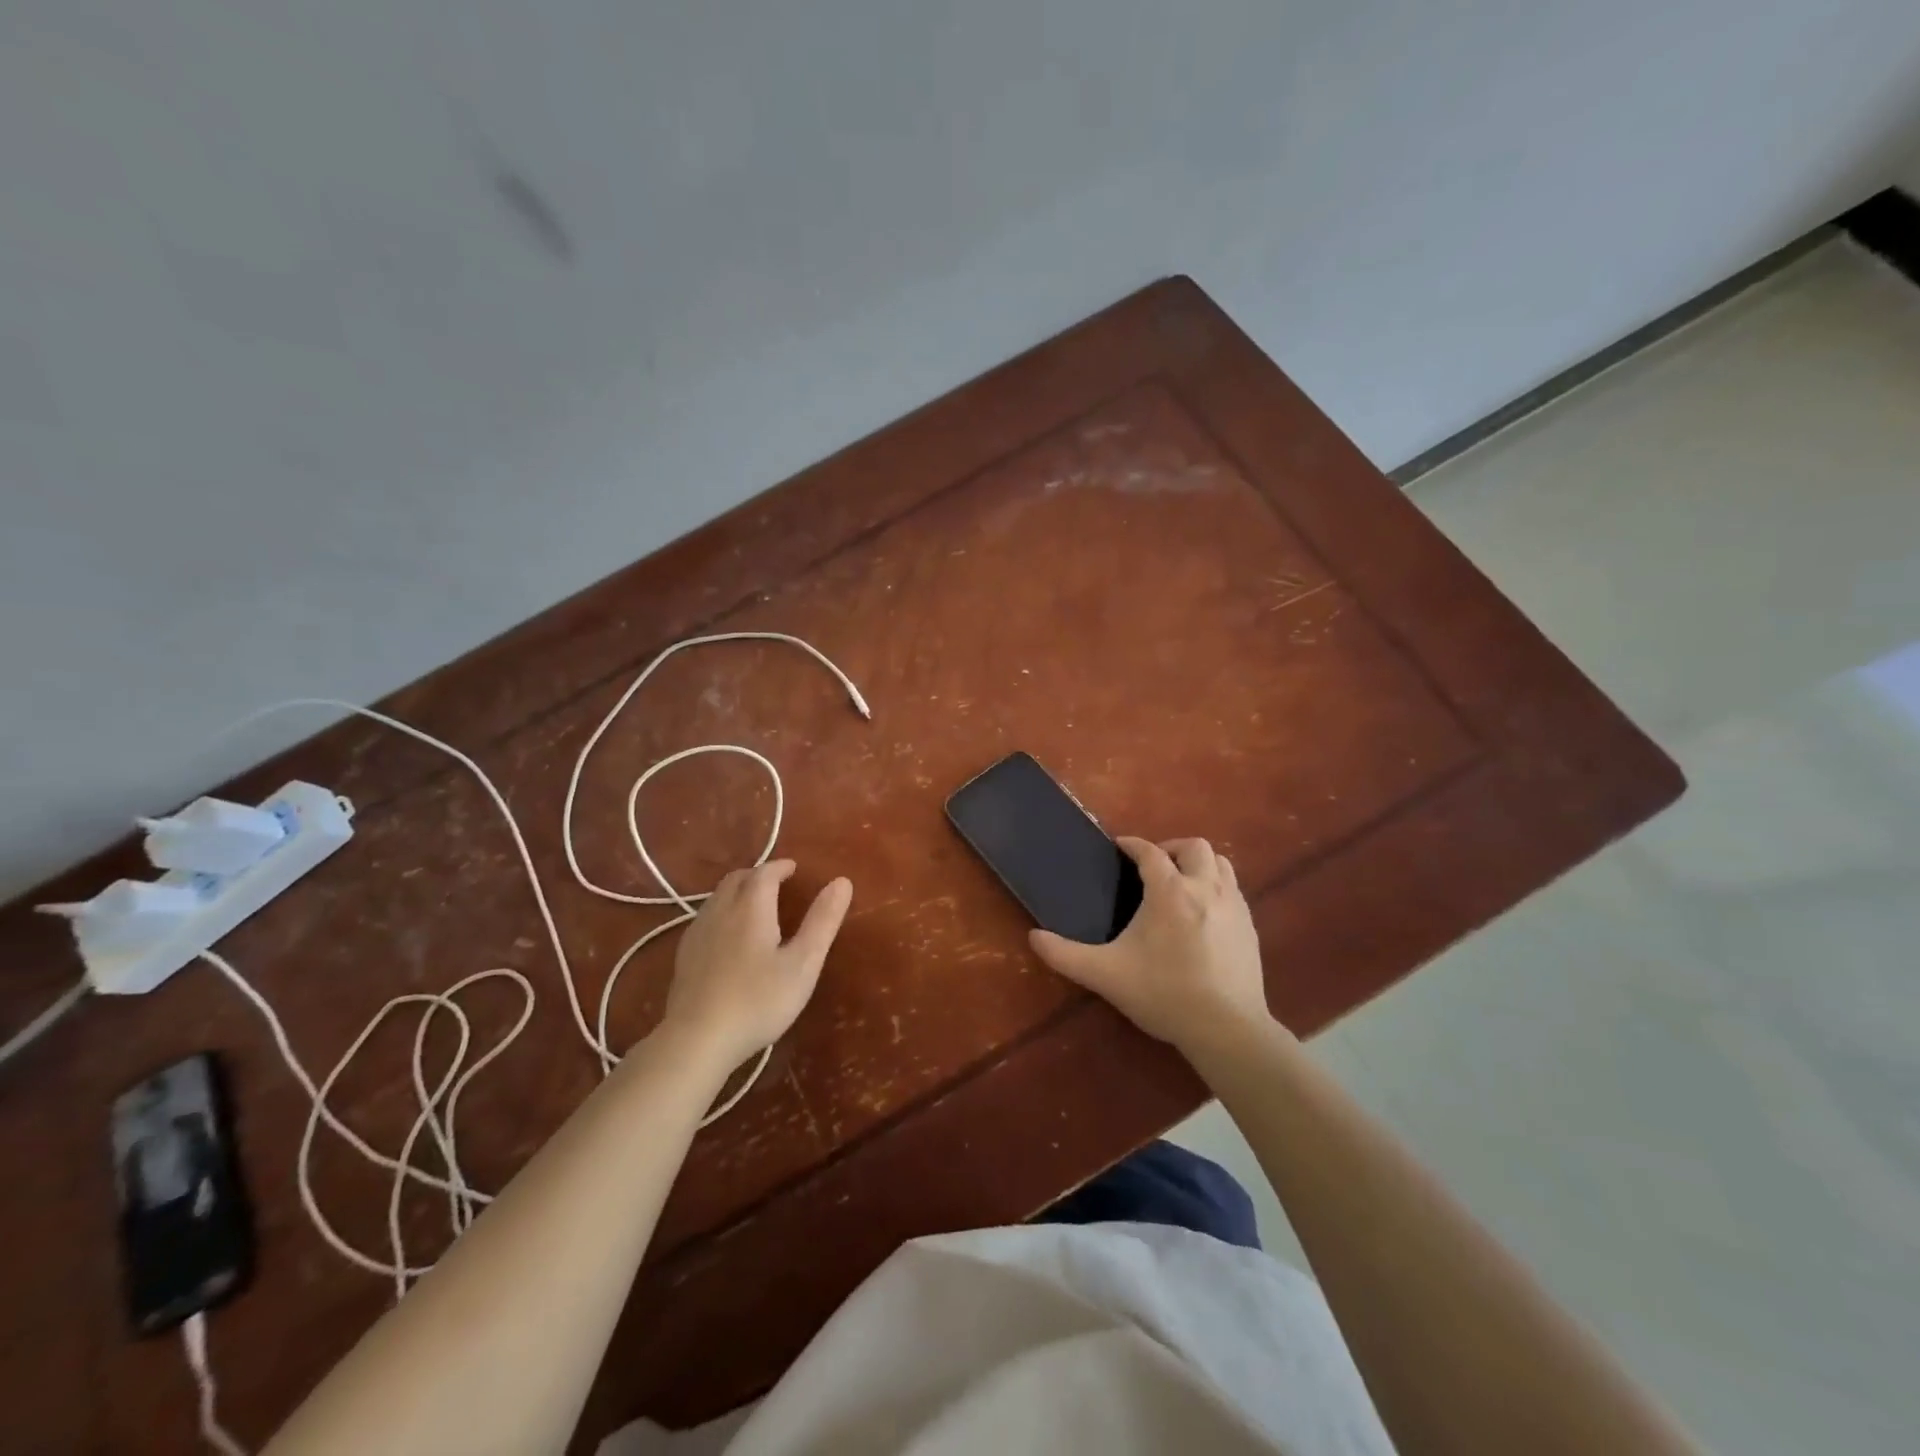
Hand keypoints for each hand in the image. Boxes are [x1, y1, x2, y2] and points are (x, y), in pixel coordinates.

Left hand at [662, 860, 851, 1070]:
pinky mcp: (684, 956)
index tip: (794, 869)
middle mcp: (720, 911)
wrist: (697, 1040)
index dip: (780, 867)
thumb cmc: (758, 1001)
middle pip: (736, 879)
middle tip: (776, 883)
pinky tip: (728, 936)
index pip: (764, 873)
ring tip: (755, 905)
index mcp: (751, 908)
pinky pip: (705, 918)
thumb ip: (822, 921)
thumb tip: (842, 881)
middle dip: (757, 875)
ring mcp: (697, 933)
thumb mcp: (803, 963)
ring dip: (738, 891)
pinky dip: (722, 912)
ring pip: (717, 897)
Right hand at [1029, 837, 1270, 1054]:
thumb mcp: (1105, 975)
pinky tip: (1205, 913)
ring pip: (1220, 863)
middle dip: (1171, 848)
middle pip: (1193, 847)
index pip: (1149, 852)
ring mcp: (1233, 906)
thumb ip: (1065, 955)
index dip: (1132, 845)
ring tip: (1181, 882)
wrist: (1226, 1028)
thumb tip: (1033, 938)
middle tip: (1153, 867)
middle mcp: (1204, 888)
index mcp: (1169, 891)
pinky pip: (1234, 889)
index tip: (1120, 847)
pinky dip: (1217, 887)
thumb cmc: (1163, 994)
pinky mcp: (1250, 926)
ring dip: (1199, 864)